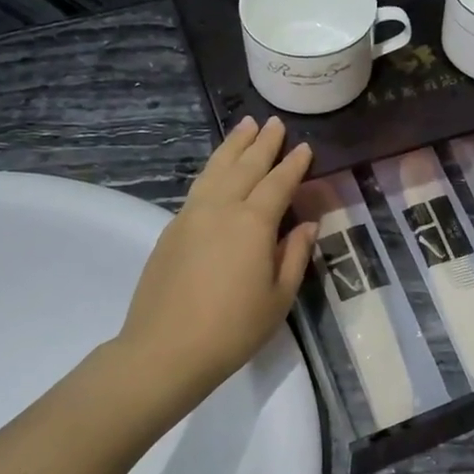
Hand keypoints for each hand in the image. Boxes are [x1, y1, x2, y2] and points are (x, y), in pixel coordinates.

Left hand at [115, 117, 316, 399]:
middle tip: (274, 123)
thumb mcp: (278, 297)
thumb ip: (295, 255)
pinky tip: (217, 169)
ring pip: (215, 170)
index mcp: (253, 224)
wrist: (166, 350)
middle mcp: (221, 209)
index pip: (278, 183)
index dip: (294, 165)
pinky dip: (213, 169)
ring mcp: (191, 216)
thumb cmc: (233, 329)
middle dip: (262, 143)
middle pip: (245, 166)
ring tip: (244, 126)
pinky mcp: (172, 229)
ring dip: (232, 146)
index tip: (305, 147)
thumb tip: (307, 225)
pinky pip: (198, 187)